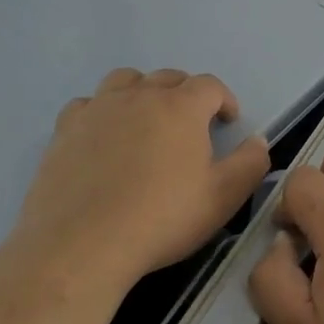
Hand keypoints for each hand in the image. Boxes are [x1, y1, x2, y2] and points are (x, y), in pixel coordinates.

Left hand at [15, 68, 270, 295]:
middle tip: (191, 125)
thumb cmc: (161, 219)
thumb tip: (258, 141)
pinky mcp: (66, 128)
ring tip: (146, 120)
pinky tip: (103, 136)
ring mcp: (99, 108)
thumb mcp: (222, 198)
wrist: (82, 245)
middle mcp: (141, 95)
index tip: (227, 122)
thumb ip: (250, 164)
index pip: (209, 85)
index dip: (223, 99)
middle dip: (186, 94)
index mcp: (181, 106)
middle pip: (169, 77)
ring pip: (126, 80)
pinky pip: (87, 104)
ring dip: (142, 91)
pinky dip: (101, 111)